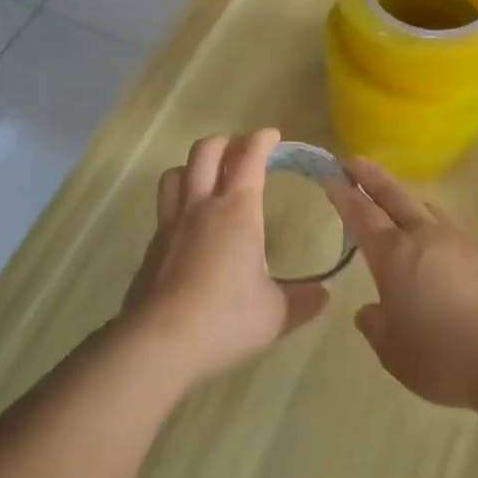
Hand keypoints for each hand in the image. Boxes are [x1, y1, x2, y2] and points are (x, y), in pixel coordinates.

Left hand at [123, 129, 329, 385]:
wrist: (159, 342)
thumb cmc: (225, 319)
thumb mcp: (275, 314)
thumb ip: (303, 301)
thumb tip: (326, 296)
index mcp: (237, 211)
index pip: (249, 158)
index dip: (261, 140)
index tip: (272, 135)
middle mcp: (201, 206)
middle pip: (205, 152)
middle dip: (227, 142)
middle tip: (243, 151)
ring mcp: (171, 224)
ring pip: (176, 172)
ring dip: (195, 166)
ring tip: (210, 178)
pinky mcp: (152, 246)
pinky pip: (165, 206)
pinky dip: (180, 199)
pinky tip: (191, 224)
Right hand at [326, 159, 477, 409]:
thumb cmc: (445, 356)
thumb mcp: (395, 353)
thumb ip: (377, 327)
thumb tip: (370, 311)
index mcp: (394, 256)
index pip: (362, 215)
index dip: (344, 196)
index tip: (332, 178)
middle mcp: (426, 238)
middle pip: (395, 197)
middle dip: (372, 178)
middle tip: (355, 162)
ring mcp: (462, 242)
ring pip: (429, 211)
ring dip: (408, 202)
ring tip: (399, 204)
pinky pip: (455, 234)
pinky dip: (438, 232)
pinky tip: (441, 251)